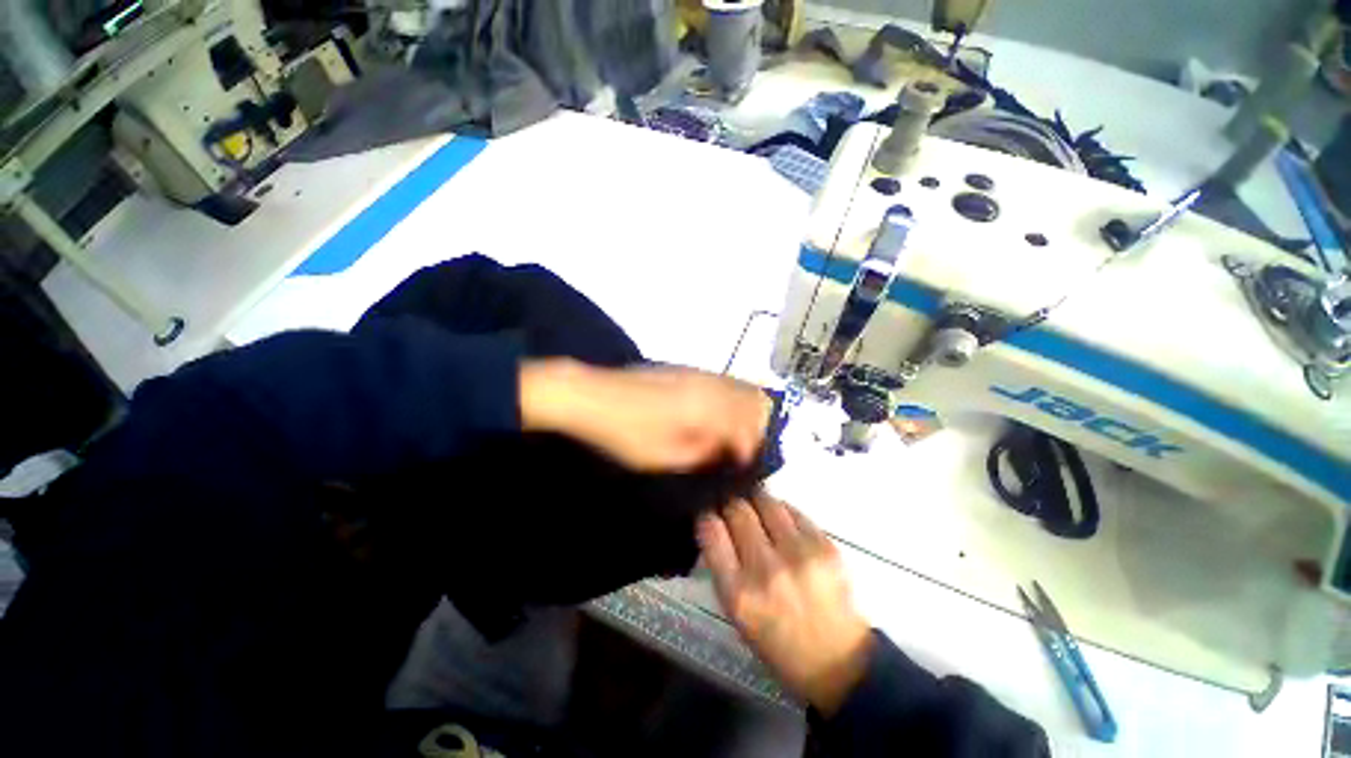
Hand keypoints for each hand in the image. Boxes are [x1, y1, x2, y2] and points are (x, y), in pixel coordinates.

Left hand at [519, 359, 771, 471]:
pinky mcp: (684, 369)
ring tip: (730, 435)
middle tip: (739, 450)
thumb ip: (702, 454)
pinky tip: (713, 415)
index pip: (748, 426)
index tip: (741, 466)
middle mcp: (710, 384)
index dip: (750, 449)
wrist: (592, 395)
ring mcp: (697, 373)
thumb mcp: (664, 456)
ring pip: (739, 386)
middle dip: (756, 426)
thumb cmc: (625, 432)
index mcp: (708, 408)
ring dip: (744, 410)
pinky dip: (729, 398)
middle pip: (753, 399)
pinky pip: (721, 381)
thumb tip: (723, 452)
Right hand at [697, 495, 871, 714]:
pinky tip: (783, 525)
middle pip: (737, 509)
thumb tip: (715, 524)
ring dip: (756, 503)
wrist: (838, 660)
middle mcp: (767, 569)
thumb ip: (722, 567)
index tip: (710, 518)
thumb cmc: (778, 641)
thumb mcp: (736, 612)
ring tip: (759, 514)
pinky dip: (782, 512)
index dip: (707, 518)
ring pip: (765, 500)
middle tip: (735, 513)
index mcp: (738, 593)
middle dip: (731, 506)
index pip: (712, 531)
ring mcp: (799, 554)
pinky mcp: (825, 545)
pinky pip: (792, 509)